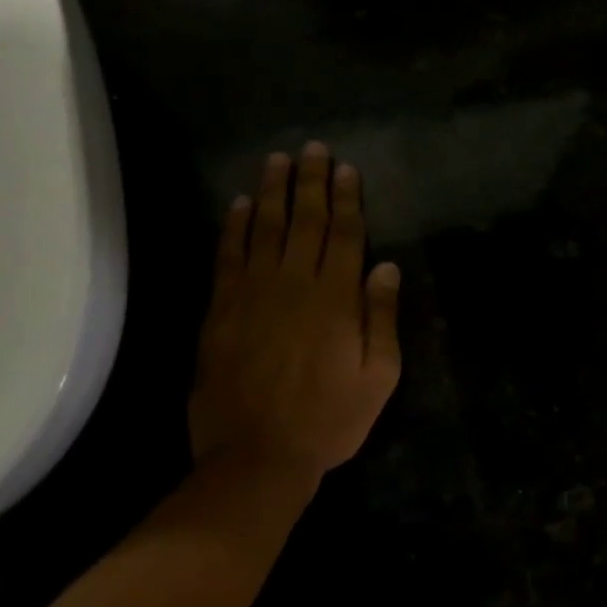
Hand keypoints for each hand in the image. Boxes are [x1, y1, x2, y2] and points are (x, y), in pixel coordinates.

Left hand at [189, 142, 402, 481]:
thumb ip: (382, 317)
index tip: (346, 168)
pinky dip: (232, 227)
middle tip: (312, 148)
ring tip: (277, 160)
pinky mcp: (221, 311)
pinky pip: (227, 257)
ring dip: (272, 192)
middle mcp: (295, 284)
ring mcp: (253, 294)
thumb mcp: (379, 376)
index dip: (347, 199)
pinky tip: (237, 204)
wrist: (256, 458)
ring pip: (264, 229)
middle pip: (305, 221)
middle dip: (311, 182)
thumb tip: (385, 266)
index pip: (345, 234)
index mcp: (336, 298)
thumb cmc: (329, 419)